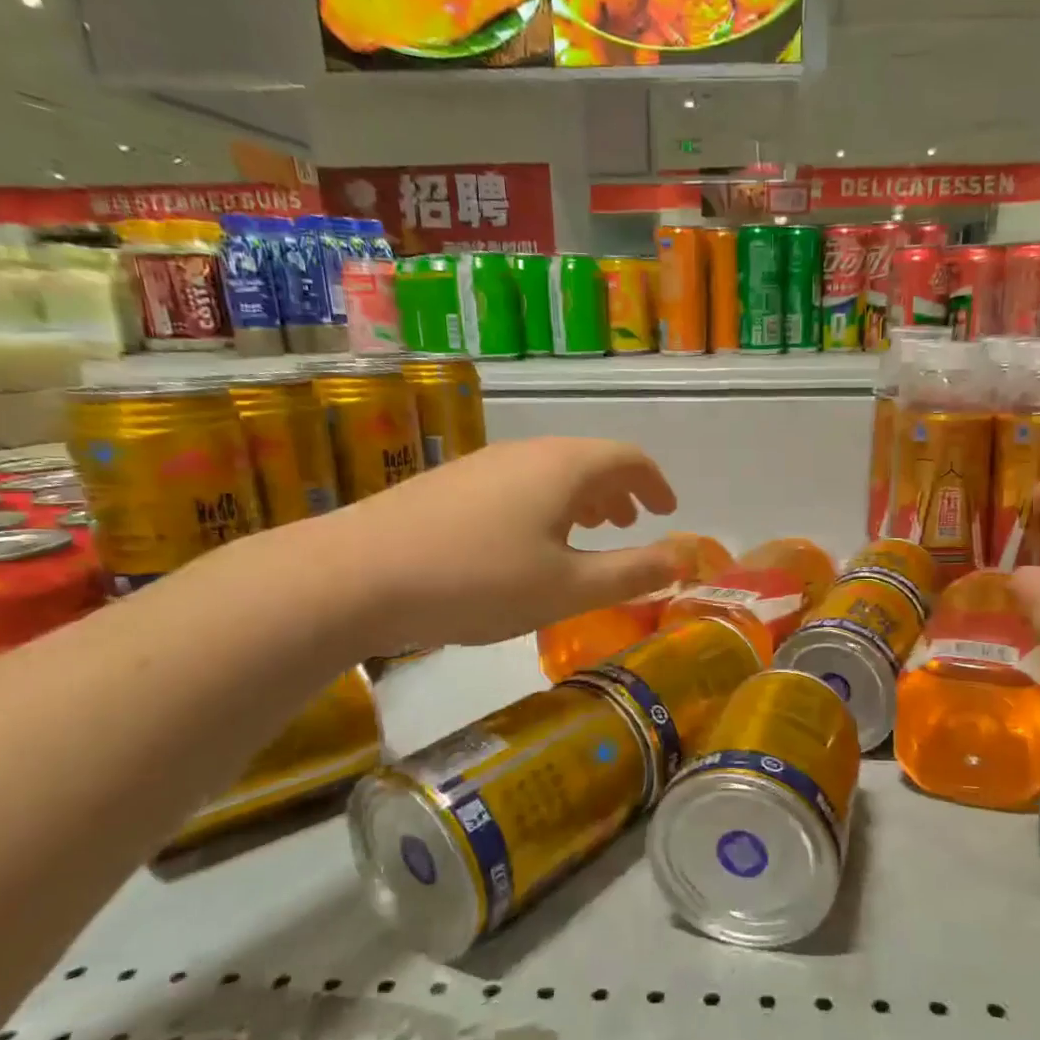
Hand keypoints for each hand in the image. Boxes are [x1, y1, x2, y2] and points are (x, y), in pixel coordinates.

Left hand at [312, 437, 680, 650]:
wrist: (357, 574)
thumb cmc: (480, 580)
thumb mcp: (568, 588)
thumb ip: (631, 573)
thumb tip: (682, 558)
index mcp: (565, 467)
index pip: (629, 459)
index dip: (656, 483)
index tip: (667, 510)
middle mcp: (527, 452)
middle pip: (589, 460)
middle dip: (619, 491)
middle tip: (631, 523)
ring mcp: (483, 463)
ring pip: (550, 471)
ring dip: (582, 498)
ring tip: (589, 530)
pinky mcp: (450, 483)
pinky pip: (518, 483)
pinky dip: (545, 504)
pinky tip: (529, 542)